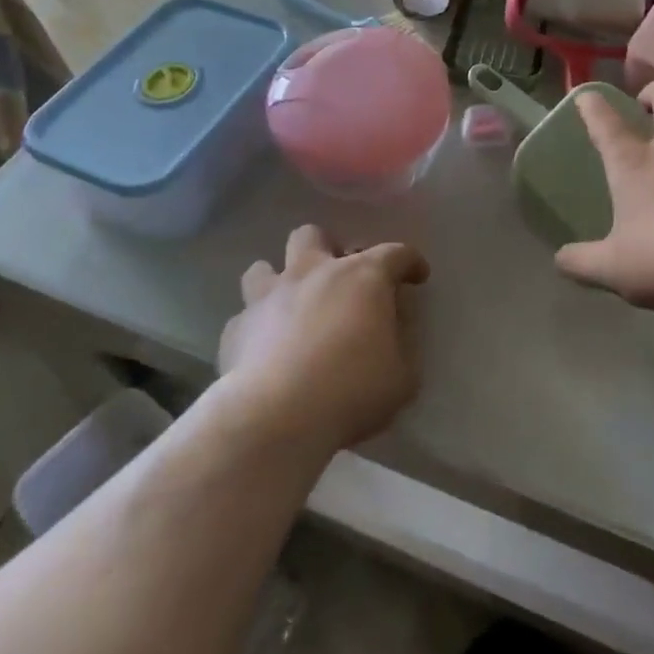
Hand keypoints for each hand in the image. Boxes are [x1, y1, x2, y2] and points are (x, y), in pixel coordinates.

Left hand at [218, 225, 430, 451]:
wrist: (277, 417)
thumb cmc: (351, 390)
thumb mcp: (402, 376)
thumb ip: (402, 346)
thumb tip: (393, 333)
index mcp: (362, 277)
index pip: (395, 253)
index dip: (410, 262)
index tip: (417, 276)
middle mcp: (313, 272)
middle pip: (314, 235)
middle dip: (327, 250)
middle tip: (339, 280)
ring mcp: (269, 296)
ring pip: (264, 266)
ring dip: (280, 281)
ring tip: (292, 306)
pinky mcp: (236, 327)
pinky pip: (245, 315)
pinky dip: (257, 327)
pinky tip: (264, 349)